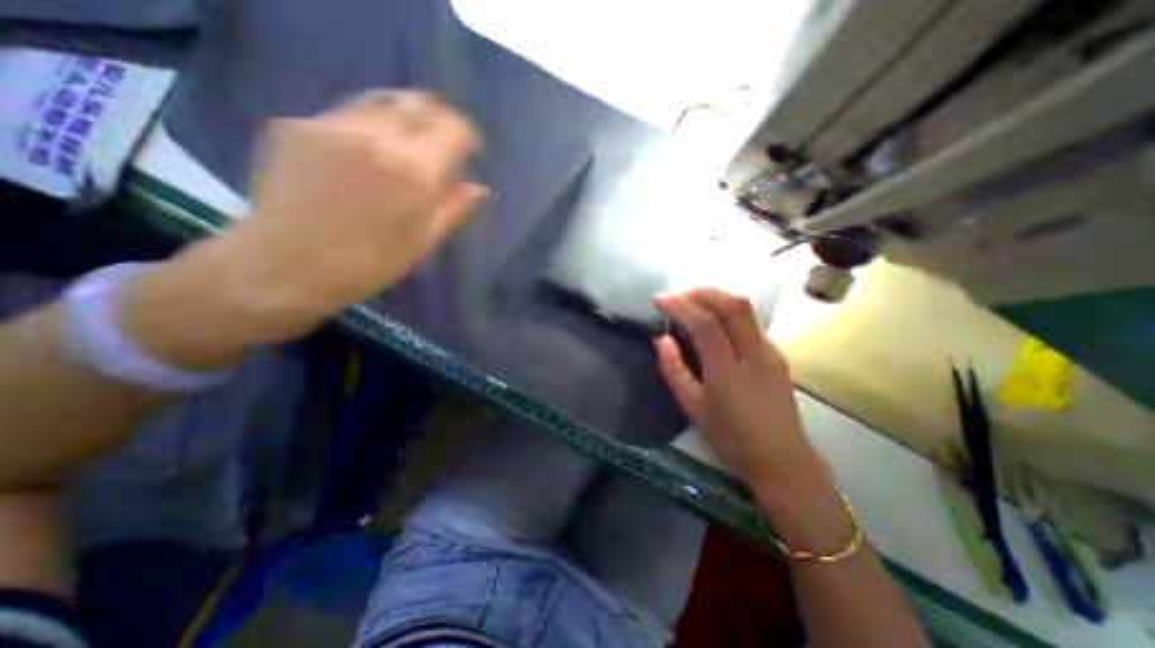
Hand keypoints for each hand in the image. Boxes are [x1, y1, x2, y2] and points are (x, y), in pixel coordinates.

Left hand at [115, 90, 482, 369]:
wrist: (288, 265)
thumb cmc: (371, 262)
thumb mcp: (425, 240)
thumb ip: (455, 207)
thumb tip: (480, 188)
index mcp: (415, 169)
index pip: (454, 128)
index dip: (467, 137)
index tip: (468, 151)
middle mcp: (377, 134)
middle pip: (420, 103)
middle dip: (438, 119)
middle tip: (441, 142)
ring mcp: (333, 123)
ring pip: (383, 100)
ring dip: (404, 116)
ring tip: (406, 142)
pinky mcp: (298, 123)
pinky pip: (348, 113)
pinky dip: (368, 126)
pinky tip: (364, 153)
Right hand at [653, 288, 834, 495]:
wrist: (781, 458)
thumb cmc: (730, 436)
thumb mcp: (692, 406)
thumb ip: (673, 369)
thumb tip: (661, 338)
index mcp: (728, 369)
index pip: (704, 323)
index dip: (679, 305)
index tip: (659, 300)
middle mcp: (754, 353)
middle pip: (732, 304)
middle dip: (702, 292)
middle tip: (679, 297)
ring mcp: (770, 351)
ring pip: (746, 309)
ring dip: (717, 299)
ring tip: (694, 305)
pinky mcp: (778, 355)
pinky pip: (751, 323)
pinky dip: (729, 314)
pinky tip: (717, 327)